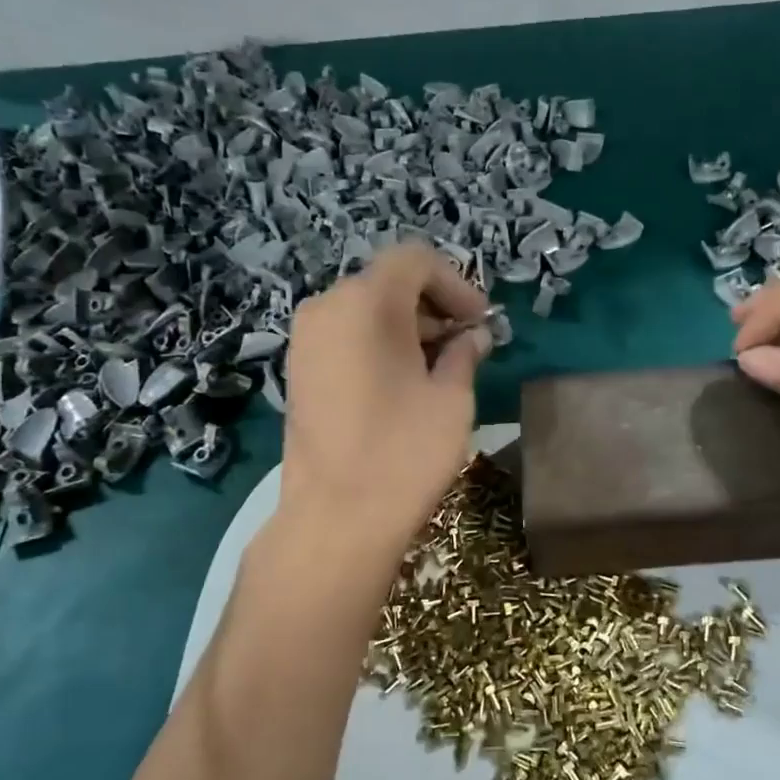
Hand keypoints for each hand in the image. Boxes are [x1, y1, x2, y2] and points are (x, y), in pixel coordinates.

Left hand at [278, 244, 492, 562]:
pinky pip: (345, 336)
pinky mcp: (299, 371)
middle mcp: (326, 308)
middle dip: (434, 306)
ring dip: (408, 327)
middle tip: (467, 345)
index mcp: (365, 302)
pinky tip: (403, 383)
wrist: (336, 519)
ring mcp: (305, 340)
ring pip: (365, 310)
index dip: (456, 283)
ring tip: (440, 367)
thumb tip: (472, 337)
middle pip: (388, 283)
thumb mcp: (452, 398)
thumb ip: (464, 354)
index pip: (415, 260)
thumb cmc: (404, 452)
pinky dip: (379, 344)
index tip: (480, 323)